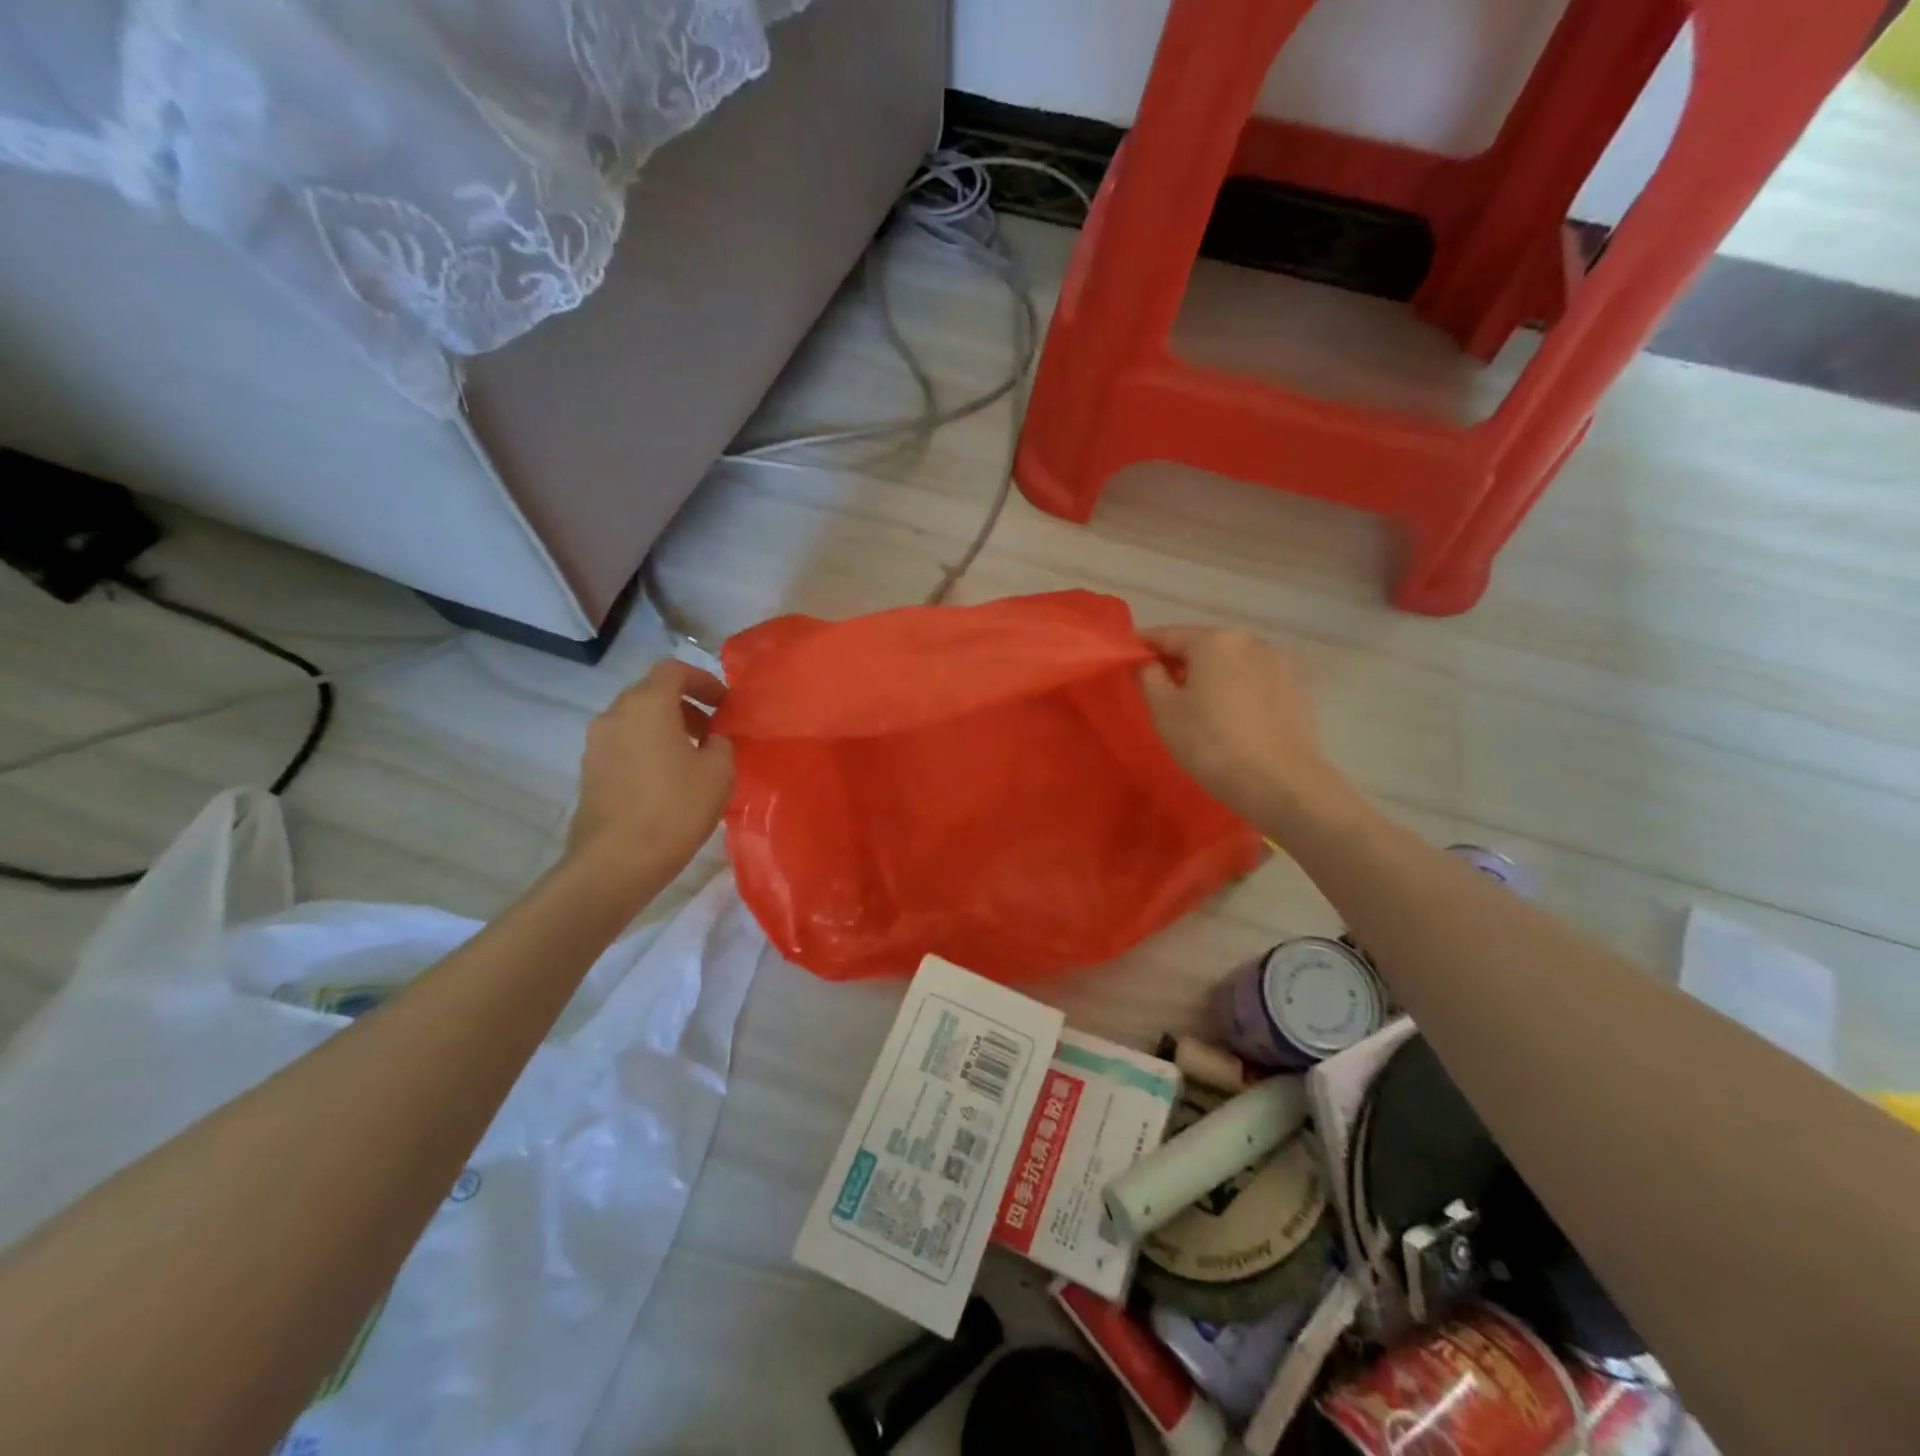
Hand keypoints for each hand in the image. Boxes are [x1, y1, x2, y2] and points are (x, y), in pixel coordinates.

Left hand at [566, 659, 734, 878]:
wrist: (615, 863)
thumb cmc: (674, 809)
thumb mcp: (719, 772)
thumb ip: (721, 743)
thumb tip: (712, 739)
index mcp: (647, 704)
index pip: (673, 670)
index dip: (703, 680)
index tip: (725, 704)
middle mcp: (615, 714)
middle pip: (652, 693)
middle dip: (686, 706)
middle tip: (713, 732)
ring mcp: (596, 743)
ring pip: (637, 720)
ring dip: (666, 729)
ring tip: (693, 759)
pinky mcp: (590, 771)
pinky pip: (625, 745)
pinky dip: (648, 749)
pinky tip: (668, 781)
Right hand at [1138, 625, 1336, 822]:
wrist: (1281, 783)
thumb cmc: (1212, 744)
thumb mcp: (1164, 711)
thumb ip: (1149, 678)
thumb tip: (1148, 664)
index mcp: (1215, 640)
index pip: (1169, 635)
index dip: (1145, 647)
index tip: (1128, 660)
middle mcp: (1251, 641)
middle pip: (1204, 646)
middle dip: (1180, 663)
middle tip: (1159, 688)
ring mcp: (1280, 664)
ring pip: (1231, 664)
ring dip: (1210, 677)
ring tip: (1195, 706)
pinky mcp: (1297, 689)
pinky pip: (1254, 682)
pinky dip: (1236, 691)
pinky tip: (1228, 717)